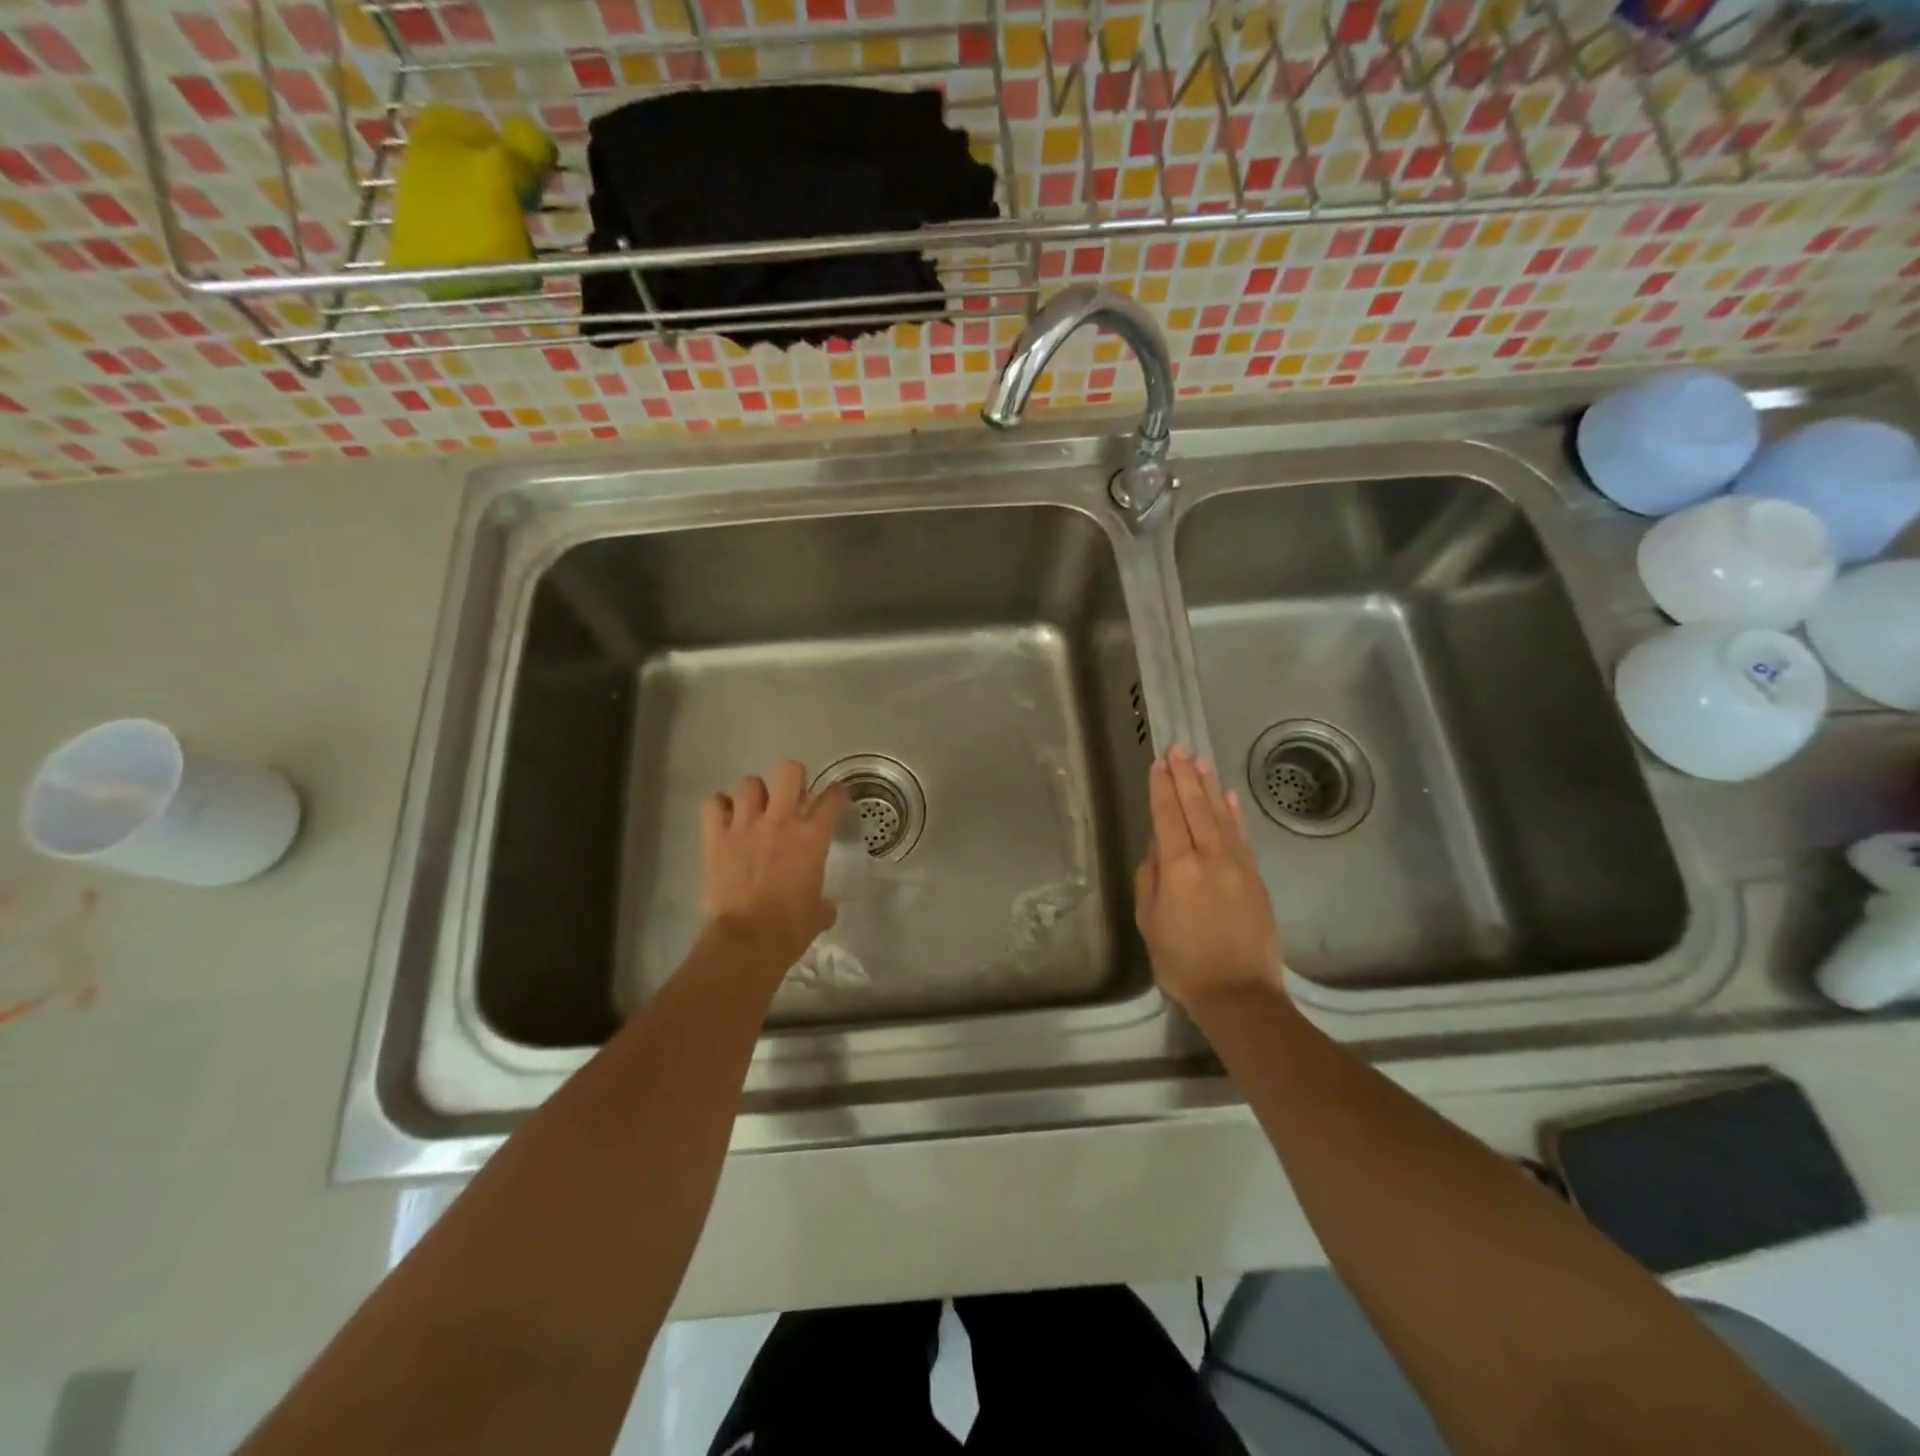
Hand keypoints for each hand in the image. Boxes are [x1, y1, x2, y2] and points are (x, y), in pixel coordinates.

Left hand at [700, 761, 847, 973]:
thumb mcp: (820, 912)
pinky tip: (725, 820)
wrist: (748, 939)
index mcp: (812, 836)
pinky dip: (719, 808)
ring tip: (755, 810)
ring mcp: (745, 825)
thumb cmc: (791, 927)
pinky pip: (713, 804)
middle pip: (788, 771)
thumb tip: (823, 906)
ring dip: (755, 794)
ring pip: (749, 783)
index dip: (836, 794)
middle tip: (792, 797)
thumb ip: (823, 900)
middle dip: (793, 778)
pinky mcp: (716, 837)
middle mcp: (780, 821)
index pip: (832, 799)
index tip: (835, 797)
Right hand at [1134, 746, 1286, 1014]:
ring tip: (1199, 761)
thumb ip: (1151, 879)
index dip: (1161, 788)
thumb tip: (1159, 850)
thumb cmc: (1183, 962)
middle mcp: (1210, 857)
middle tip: (1178, 749)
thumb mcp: (1150, 922)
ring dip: (1208, 786)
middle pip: (1195, 807)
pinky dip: (1234, 814)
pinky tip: (1227, 797)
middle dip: (1184, 776)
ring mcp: (1238, 865)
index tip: (1158, 764)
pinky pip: (1242, 836)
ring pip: (1220, 816)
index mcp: (1179, 867)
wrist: (1239, 993)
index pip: (1167, 816)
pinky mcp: (1255, 878)